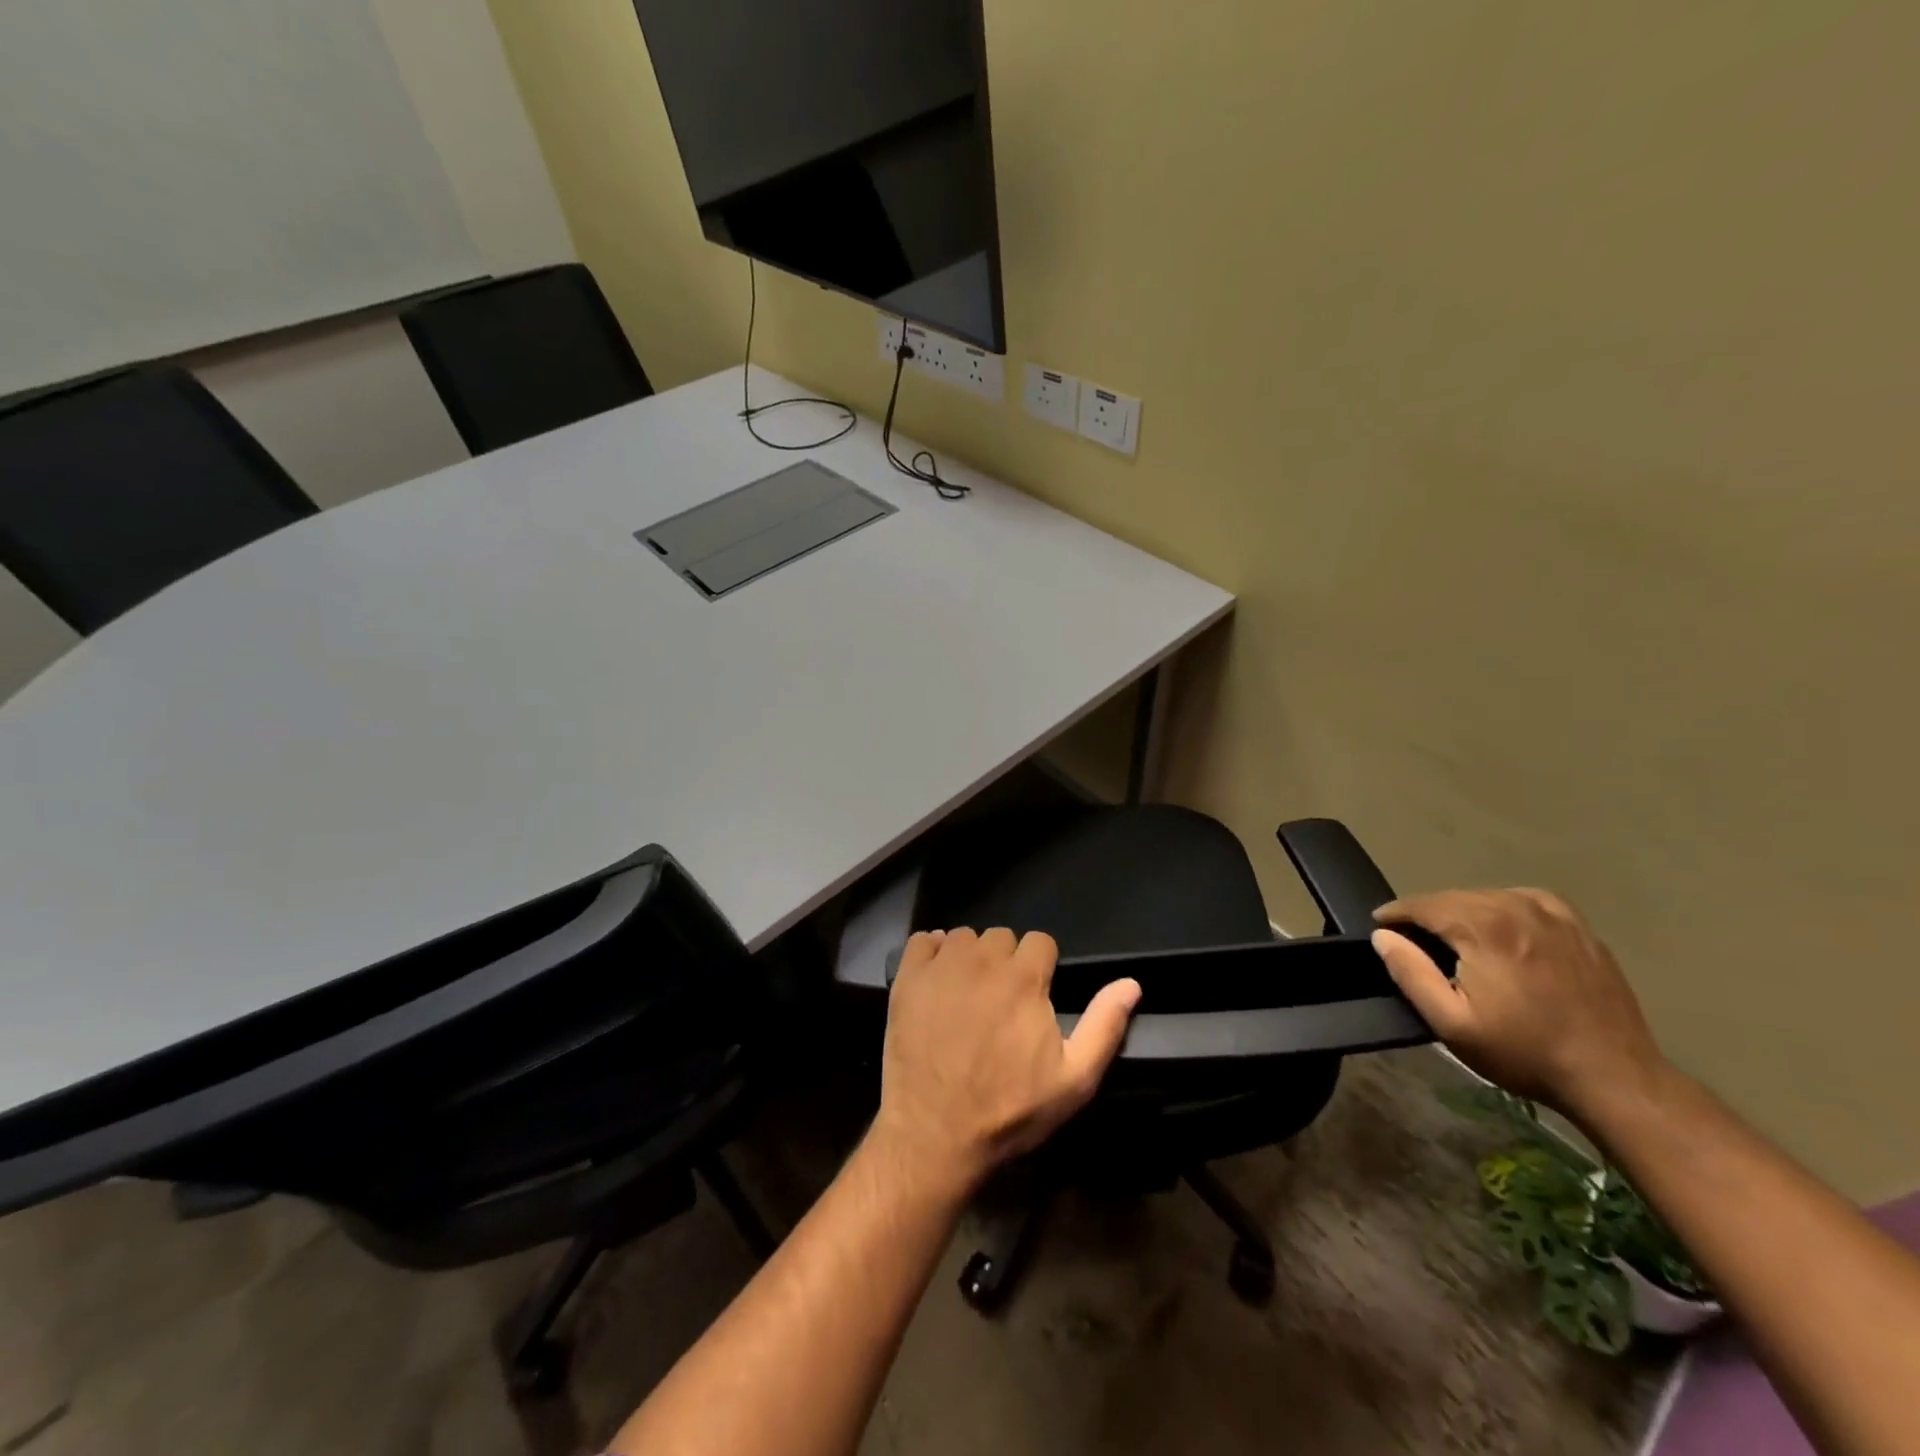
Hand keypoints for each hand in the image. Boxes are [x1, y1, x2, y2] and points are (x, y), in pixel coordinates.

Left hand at [873, 927, 1140, 1195]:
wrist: (936, 1134)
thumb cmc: (1010, 1110)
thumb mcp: (1073, 1079)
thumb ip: (1104, 1025)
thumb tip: (1132, 983)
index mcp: (1024, 978)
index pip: (1040, 941)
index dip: (1041, 967)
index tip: (1035, 995)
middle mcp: (982, 960)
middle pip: (1001, 937)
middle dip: (1006, 961)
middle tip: (1000, 1000)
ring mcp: (941, 967)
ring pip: (964, 938)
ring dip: (970, 958)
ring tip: (967, 994)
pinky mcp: (907, 978)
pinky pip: (922, 941)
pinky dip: (931, 953)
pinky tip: (936, 981)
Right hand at [1370, 889, 1665, 1119]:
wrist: (1615, 1078)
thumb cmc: (1524, 1052)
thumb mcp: (1451, 1023)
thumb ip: (1410, 973)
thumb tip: (1383, 936)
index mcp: (1484, 927)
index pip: (1422, 904)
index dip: (1395, 914)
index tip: (1380, 927)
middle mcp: (1517, 907)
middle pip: (1454, 897)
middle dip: (1427, 914)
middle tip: (1414, 941)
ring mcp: (1553, 914)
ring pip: (1487, 897)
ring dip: (1463, 913)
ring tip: (1455, 940)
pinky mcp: (1579, 927)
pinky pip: (1524, 901)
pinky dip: (1502, 909)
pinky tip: (1501, 933)